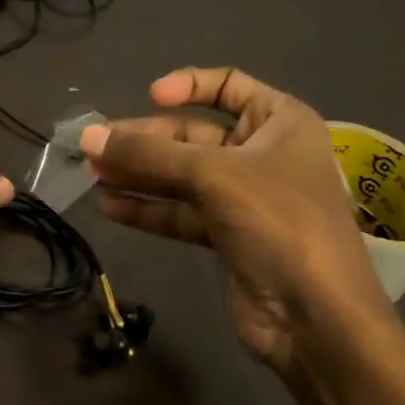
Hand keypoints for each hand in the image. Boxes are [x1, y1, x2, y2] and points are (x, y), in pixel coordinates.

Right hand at [81, 67, 404, 404]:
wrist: (316, 319)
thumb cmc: (278, 224)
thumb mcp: (213, 176)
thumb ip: (148, 156)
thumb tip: (88, 137)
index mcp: (281, 122)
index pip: (229, 85)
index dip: (188, 86)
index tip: (149, 97)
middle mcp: (263, 153)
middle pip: (193, 134)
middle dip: (146, 141)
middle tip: (95, 148)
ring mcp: (245, 198)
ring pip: (181, 176)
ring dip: (139, 175)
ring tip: (92, 175)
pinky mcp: (227, 235)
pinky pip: (181, 212)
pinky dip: (148, 208)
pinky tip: (109, 206)